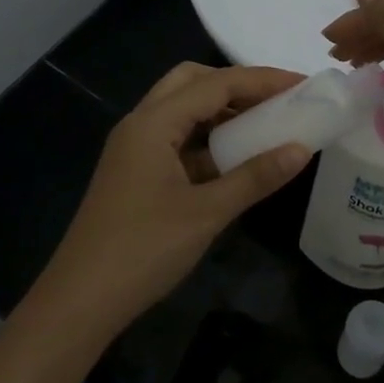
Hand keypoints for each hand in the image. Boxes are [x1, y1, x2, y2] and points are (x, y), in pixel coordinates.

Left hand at [30, 63, 311, 342]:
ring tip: (265, 125)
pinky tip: (236, 160)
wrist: (81, 301)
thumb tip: (301, 149)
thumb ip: (255, 177)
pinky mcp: (137, 173)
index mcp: (153, 123)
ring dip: (222, 112)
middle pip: (192, 83)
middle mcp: (141, 125)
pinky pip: (178, 141)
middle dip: (236, 85)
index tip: (302, 84)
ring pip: (183, 111)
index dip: (262, 80)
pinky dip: (208, 141)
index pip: (215, 83)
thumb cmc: (143, 250)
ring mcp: (135, 149)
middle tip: (277, 100)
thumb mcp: (207, 213)